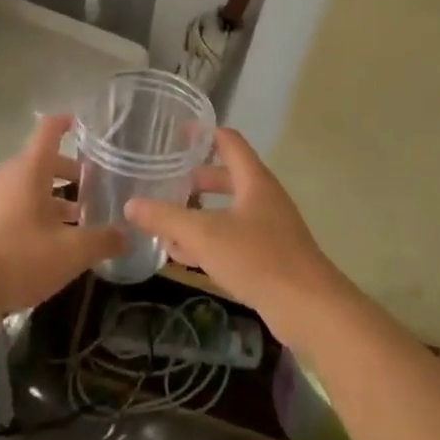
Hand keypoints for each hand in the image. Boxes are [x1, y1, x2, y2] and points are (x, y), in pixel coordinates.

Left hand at [0, 113, 121, 317]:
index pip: (49, 131)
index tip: (82, 123)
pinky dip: (33, 213)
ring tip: (77, 219)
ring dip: (52, 197)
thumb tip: (128, 234)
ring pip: (27, 187)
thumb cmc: (19, 258)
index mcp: (29, 170)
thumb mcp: (71, 253)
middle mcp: (7, 176)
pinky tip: (47, 242)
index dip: (66, 123)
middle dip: (69, 172)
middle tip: (94, 186)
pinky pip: (12, 206)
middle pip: (41, 162)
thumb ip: (103, 240)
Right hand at [125, 128, 353, 351]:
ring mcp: (268, 229)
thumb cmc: (258, 258)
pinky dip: (208, 241)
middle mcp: (263, 198)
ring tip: (164, 220)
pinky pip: (232, 239)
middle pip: (226, 178)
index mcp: (254, 181)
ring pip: (227, 212)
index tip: (177, 131)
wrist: (309, 308)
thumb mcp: (205, 235)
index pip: (229, 142)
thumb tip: (131, 204)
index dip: (204, 134)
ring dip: (198, 214)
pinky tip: (183, 256)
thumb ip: (166, 218)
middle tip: (163, 181)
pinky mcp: (268, 257)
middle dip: (194, 180)